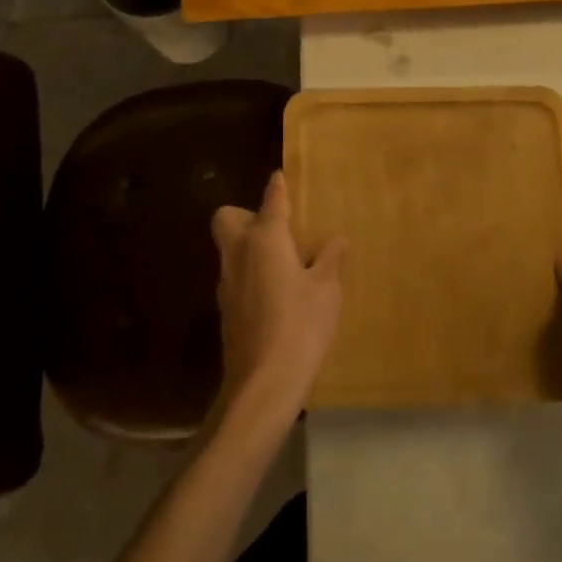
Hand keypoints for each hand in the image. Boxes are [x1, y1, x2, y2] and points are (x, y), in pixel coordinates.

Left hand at [210, 171, 344, 429]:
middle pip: (228, 218)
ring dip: (248, 246)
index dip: (277, 188)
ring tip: (282, 261)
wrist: (262, 384)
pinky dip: (250, 274)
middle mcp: (238, 254)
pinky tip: (274, 293)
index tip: (279, 177)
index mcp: (265, 240)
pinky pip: (235, 277)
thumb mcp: (327, 290)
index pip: (271, 201)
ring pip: (230, 249)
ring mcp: (227, 283)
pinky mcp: (225, 310)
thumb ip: (331, 260)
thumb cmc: (301, 326)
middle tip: (277, 229)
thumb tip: (336, 240)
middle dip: (245, 215)